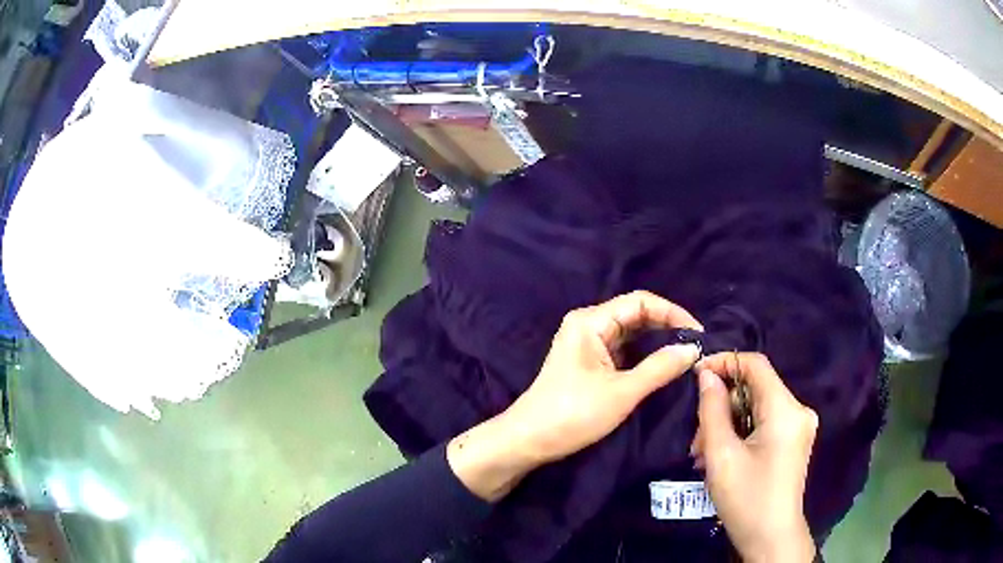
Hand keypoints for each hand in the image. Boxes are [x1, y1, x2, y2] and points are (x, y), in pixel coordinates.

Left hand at [448, 291, 702, 501]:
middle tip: (695, 345)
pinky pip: (623, 350)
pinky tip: (663, 364)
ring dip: (657, 340)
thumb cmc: (573, 414)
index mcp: (590, 321)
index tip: (698, 333)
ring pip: (630, 333)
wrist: (529, 440)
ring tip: (685, 354)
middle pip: (635, 314)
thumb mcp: (622, 392)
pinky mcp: (589, 363)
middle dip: (666, 326)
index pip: (640, 302)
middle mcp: (588, 325)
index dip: (672, 313)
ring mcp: (587, 344)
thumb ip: (660, 368)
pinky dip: (644, 355)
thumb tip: (693, 349)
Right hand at [691, 352, 817, 562]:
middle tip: (696, 437)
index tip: (696, 373)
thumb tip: (706, 375)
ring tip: (704, 454)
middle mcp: (798, 411)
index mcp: (785, 409)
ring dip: (727, 424)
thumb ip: (712, 410)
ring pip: (756, 408)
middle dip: (722, 406)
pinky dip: (740, 433)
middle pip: (755, 389)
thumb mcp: (721, 454)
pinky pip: (764, 423)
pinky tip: (721, 457)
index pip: (756, 365)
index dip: (725, 362)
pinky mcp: (793, 441)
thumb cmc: (746, 498)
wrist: (770, 538)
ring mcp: (798, 427)